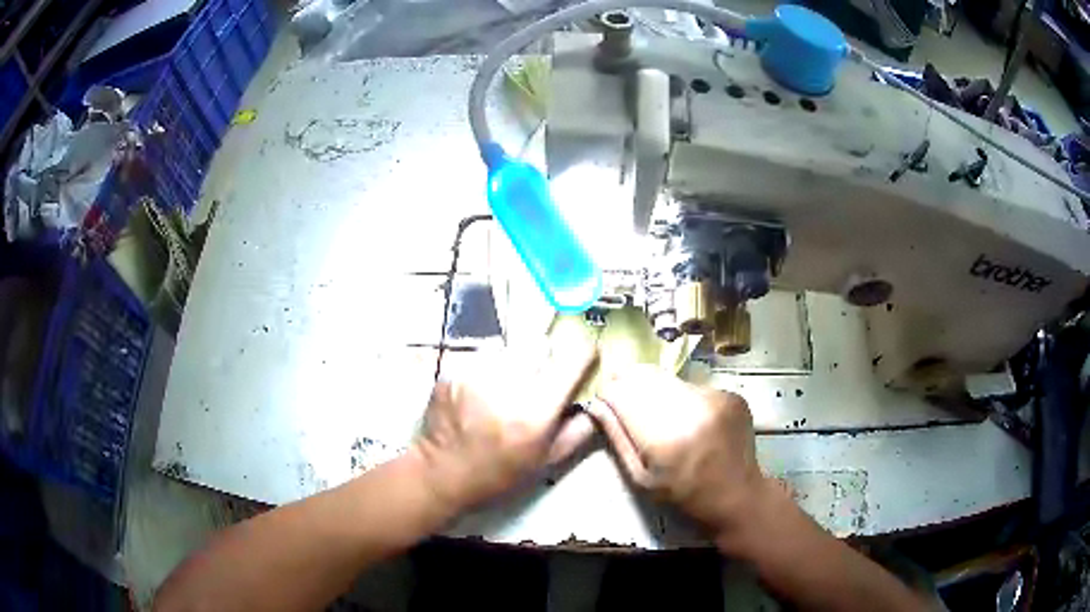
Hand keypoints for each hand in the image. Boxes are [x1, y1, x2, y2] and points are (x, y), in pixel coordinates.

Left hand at [411, 343, 597, 514]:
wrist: (442, 472)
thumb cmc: (500, 474)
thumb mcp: (547, 461)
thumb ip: (581, 430)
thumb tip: (601, 399)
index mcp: (536, 409)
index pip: (574, 357)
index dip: (584, 355)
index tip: (583, 359)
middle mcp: (508, 381)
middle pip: (541, 344)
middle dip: (544, 359)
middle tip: (533, 384)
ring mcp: (476, 370)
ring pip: (511, 347)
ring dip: (514, 362)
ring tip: (502, 390)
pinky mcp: (454, 367)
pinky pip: (483, 354)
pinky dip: (488, 367)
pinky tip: (479, 392)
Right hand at [588, 365, 772, 536]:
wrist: (737, 495)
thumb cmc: (683, 494)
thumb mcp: (640, 477)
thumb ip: (617, 438)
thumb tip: (596, 403)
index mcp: (664, 437)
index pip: (621, 394)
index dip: (607, 394)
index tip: (604, 401)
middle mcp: (691, 408)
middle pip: (644, 376)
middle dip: (628, 384)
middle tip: (624, 398)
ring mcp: (714, 397)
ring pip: (668, 378)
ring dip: (654, 388)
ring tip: (659, 412)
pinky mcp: (729, 393)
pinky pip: (692, 385)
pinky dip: (682, 396)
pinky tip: (687, 417)